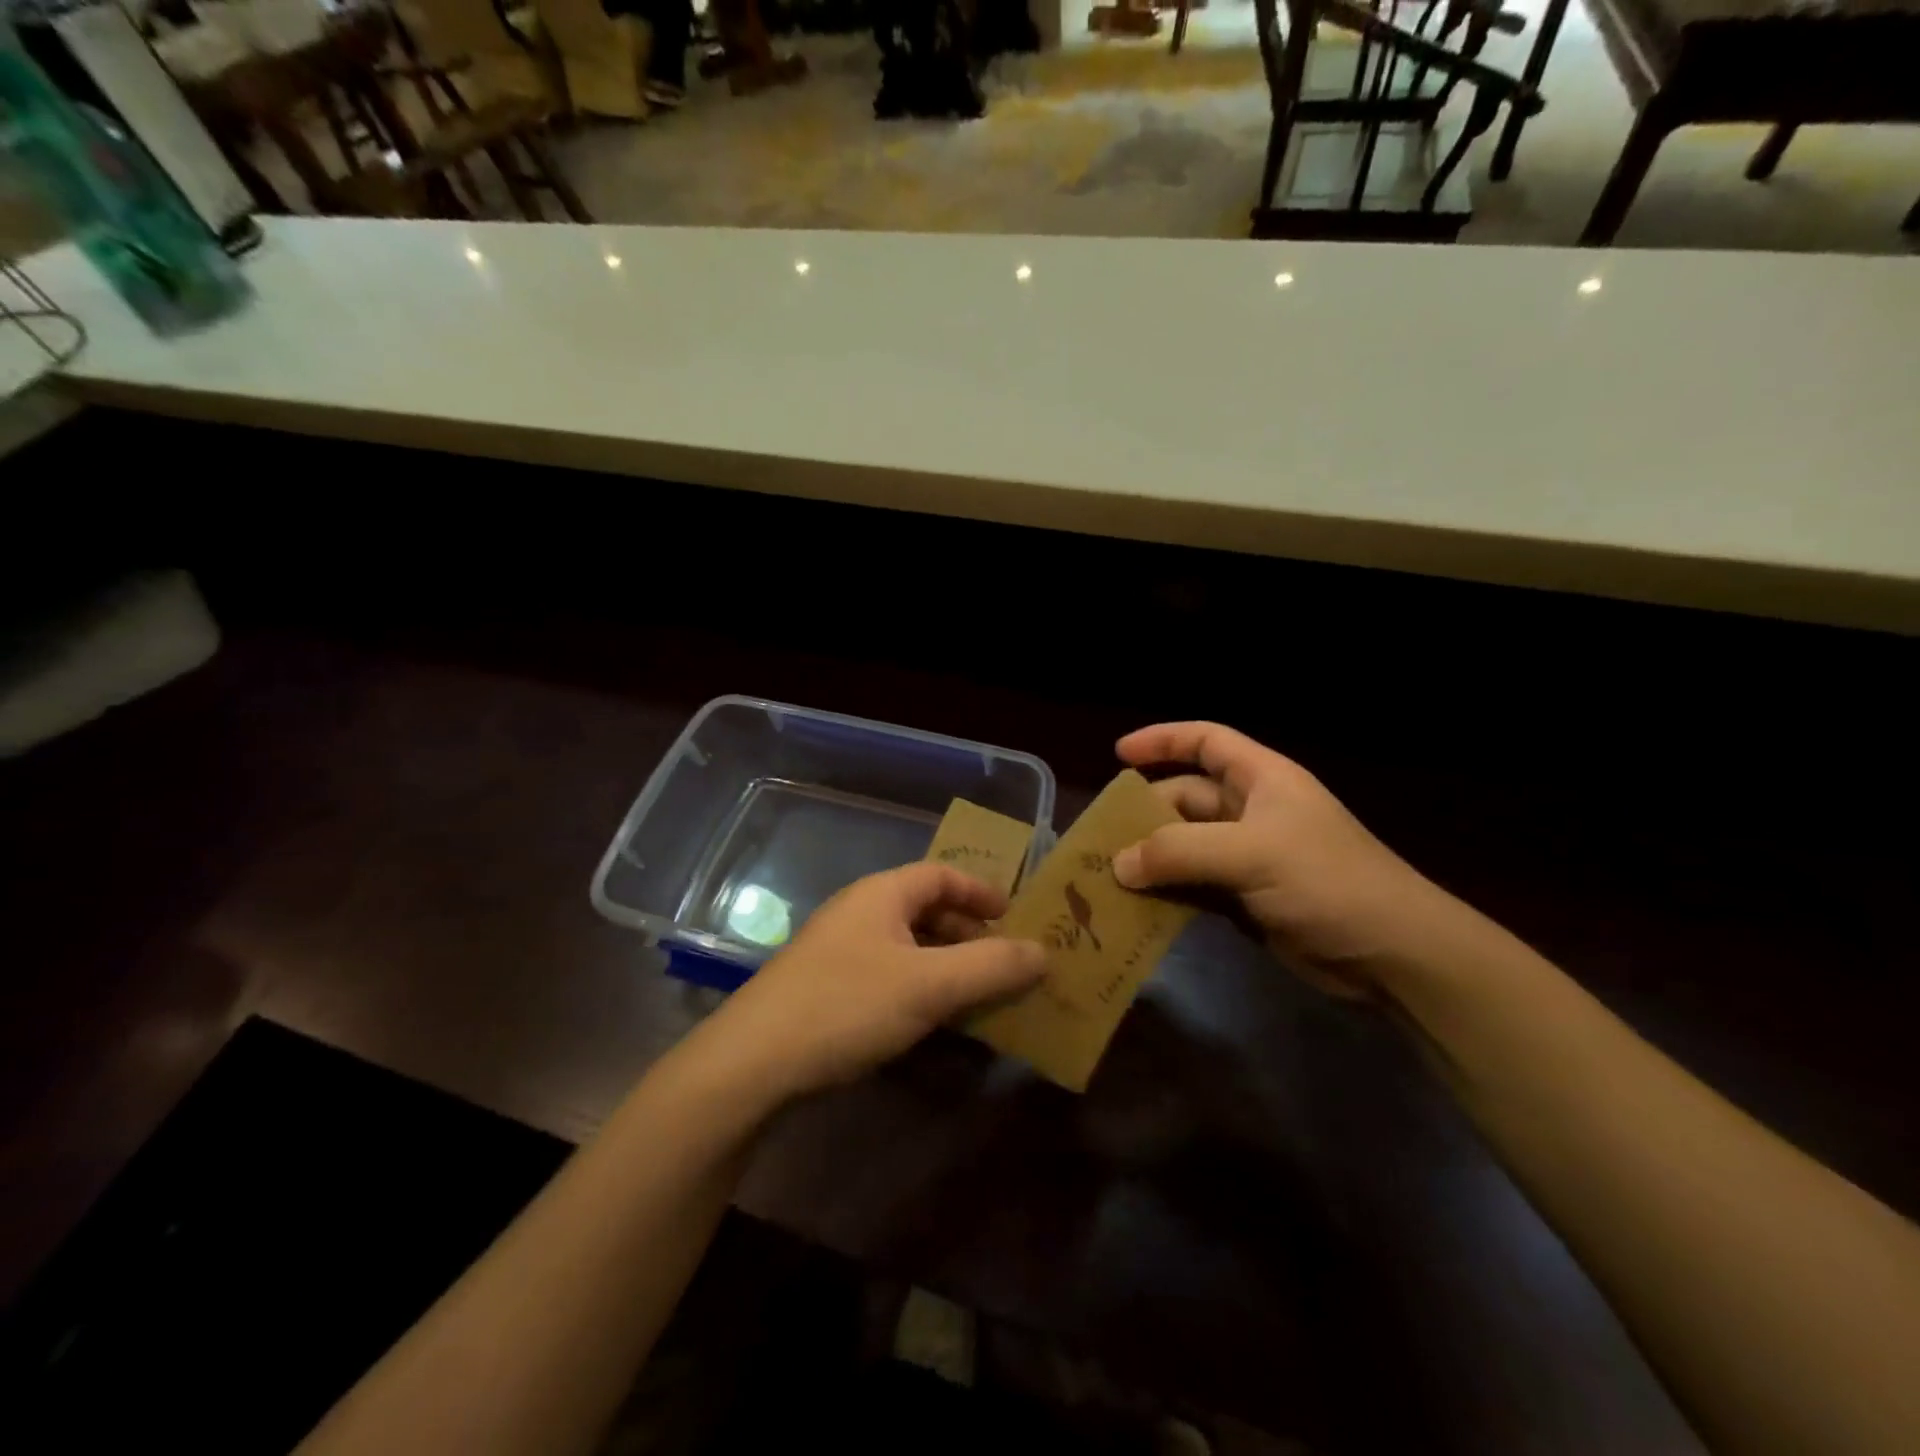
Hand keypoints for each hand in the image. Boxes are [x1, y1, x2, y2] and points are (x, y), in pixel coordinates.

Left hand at [697, 863, 1045, 1100]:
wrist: (753, 1062)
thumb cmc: (848, 1005)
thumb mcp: (930, 985)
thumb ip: (991, 966)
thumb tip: (1045, 952)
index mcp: (882, 894)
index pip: (941, 874)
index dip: (980, 890)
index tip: (1012, 916)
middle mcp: (859, 912)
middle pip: (925, 909)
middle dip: (967, 932)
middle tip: (1002, 962)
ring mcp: (838, 950)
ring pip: (906, 946)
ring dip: (945, 965)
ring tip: (976, 995)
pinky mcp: (826, 988)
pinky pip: (887, 974)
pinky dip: (918, 988)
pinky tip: (931, 1021)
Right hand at [1112, 722, 1455, 995]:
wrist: (1392, 954)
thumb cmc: (1327, 881)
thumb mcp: (1251, 854)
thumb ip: (1179, 853)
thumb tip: (1118, 864)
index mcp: (1262, 780)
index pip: (1206, 741)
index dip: (1163, 740)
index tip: (1119, 754)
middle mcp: (1252, 811)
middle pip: (1186, 798)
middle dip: (1145, 814)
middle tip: (1100, 837)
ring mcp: (1249, 857)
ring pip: (1185, 846)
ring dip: (1150, 858)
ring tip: (1106, 875)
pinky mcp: (1246, 898)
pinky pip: (1193, 885)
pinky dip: (1166, 893)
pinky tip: (1136, 906)